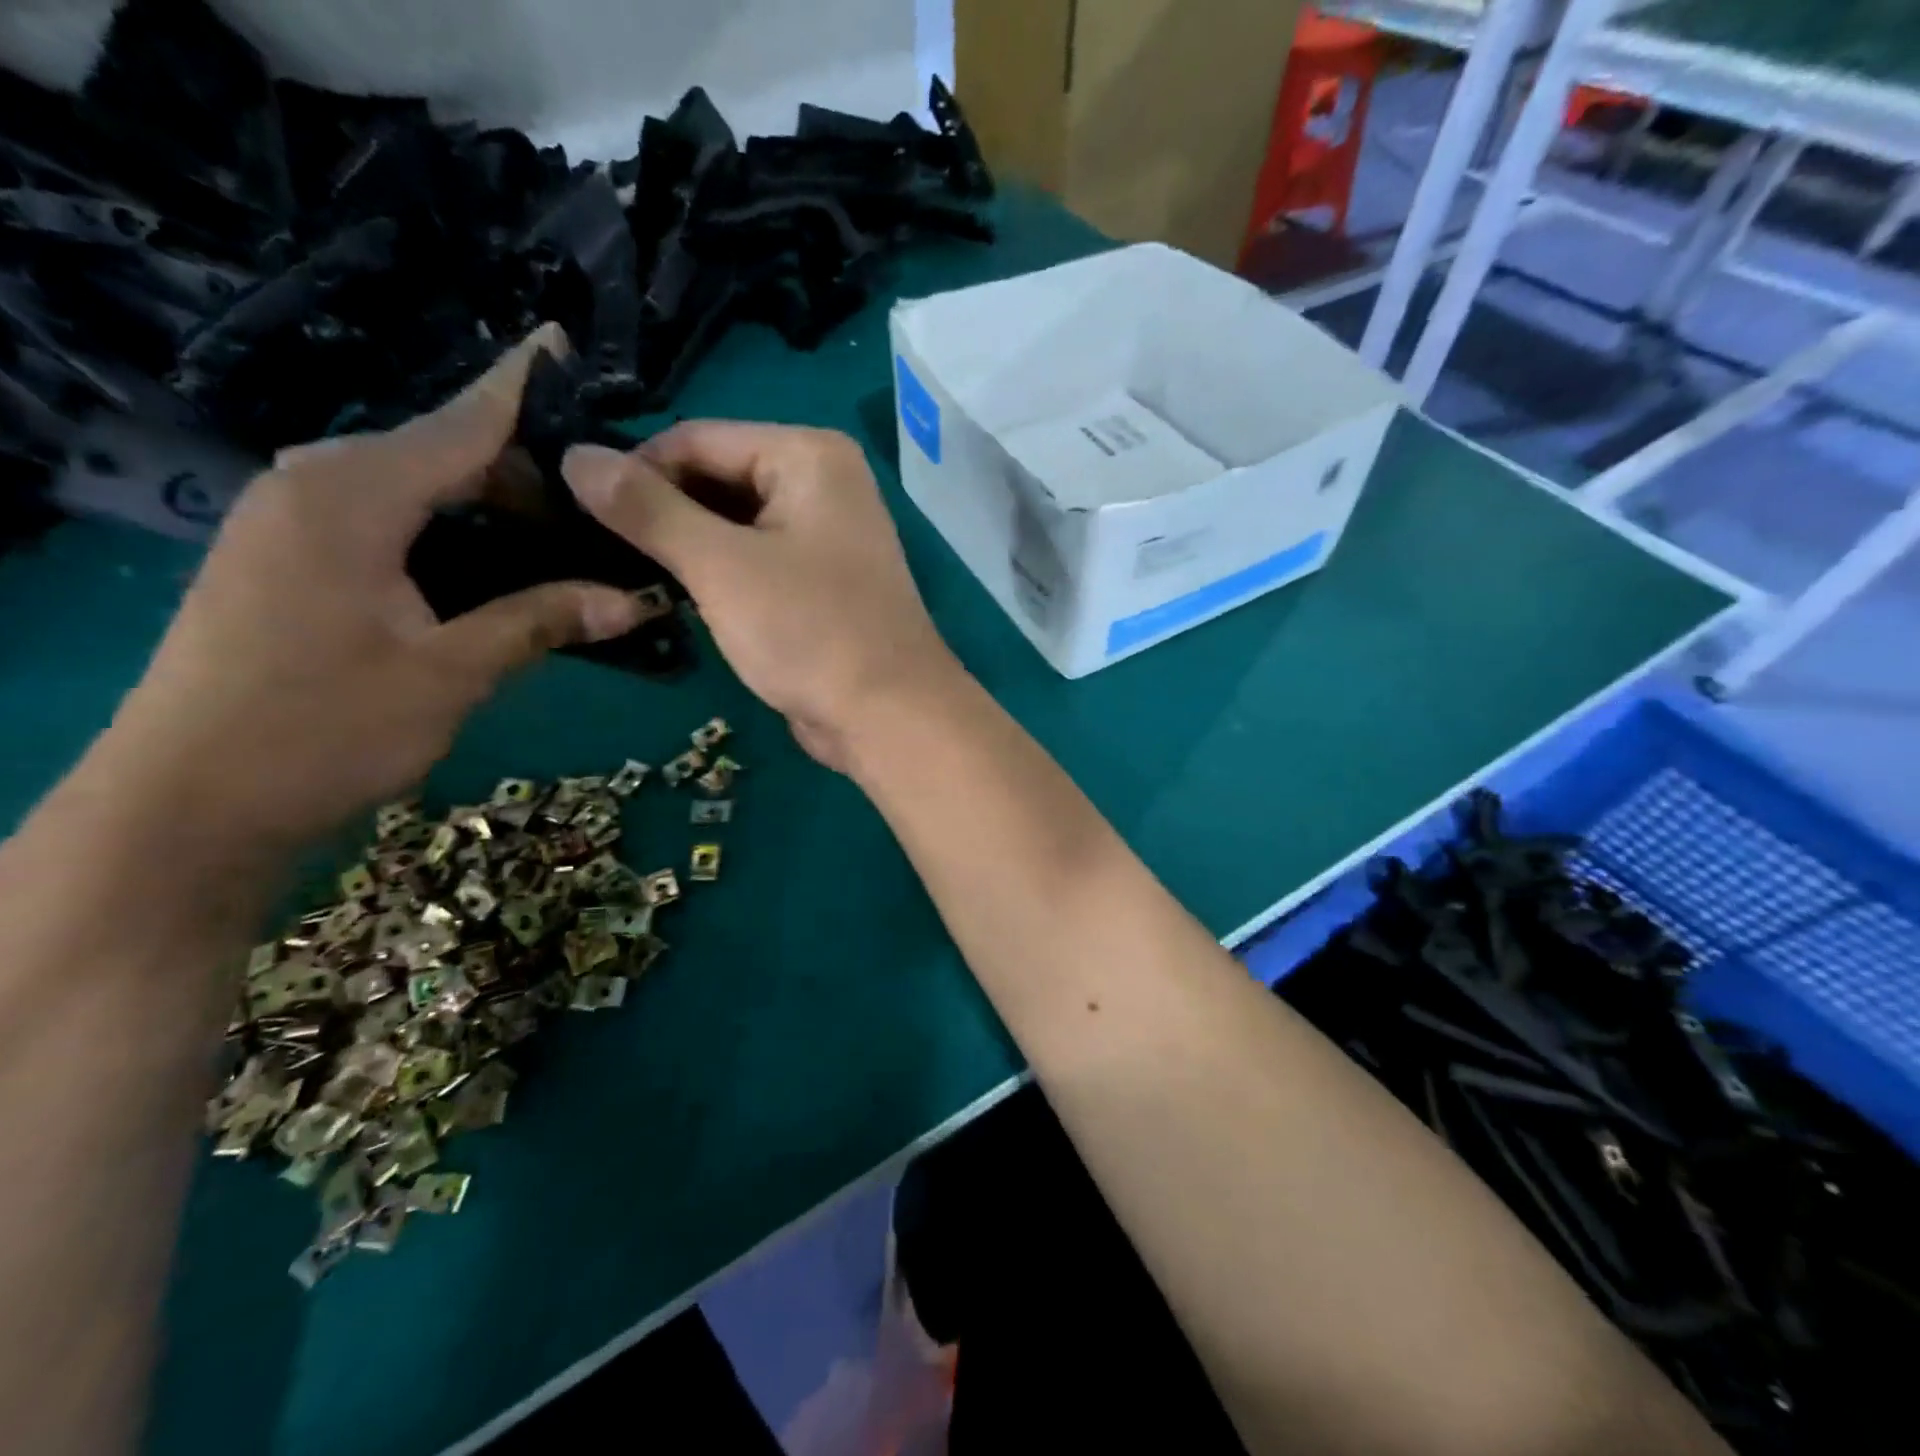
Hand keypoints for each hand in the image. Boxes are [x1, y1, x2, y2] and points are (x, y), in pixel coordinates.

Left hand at [95, 326, 648, 850]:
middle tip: (603, 511)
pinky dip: (451, 535)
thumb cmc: (325, 729)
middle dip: (524, 474)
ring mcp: (295, 522)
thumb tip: (636, 600)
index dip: (519, 387)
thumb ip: (543, 620)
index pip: (460, 423)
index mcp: (353, 496)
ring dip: (491, 510)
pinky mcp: (291, 558)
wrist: (189, 802)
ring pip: (418, 490)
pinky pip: (390, 521)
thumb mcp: (453, 673)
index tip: (563, 342)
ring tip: (565, 540)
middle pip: (443, 454)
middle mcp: (317, 487)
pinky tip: (496, 568)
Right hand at [561, 422, 959, 768]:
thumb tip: (574, 455)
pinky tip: (671, 596)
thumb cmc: (810, 631)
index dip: (634, 471)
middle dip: (659, 512)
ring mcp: (826, 534)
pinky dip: (716, 574)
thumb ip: (647, 509)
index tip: (575, 512)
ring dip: (683, 547)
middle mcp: (823, 483)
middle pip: (716, 478)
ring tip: (621, 573)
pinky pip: (755, 560)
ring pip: (733, 524)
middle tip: (591, 549)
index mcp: (808, 455)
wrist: (888, 716)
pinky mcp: (821, 582)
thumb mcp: (720, 566)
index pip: (697, 439)